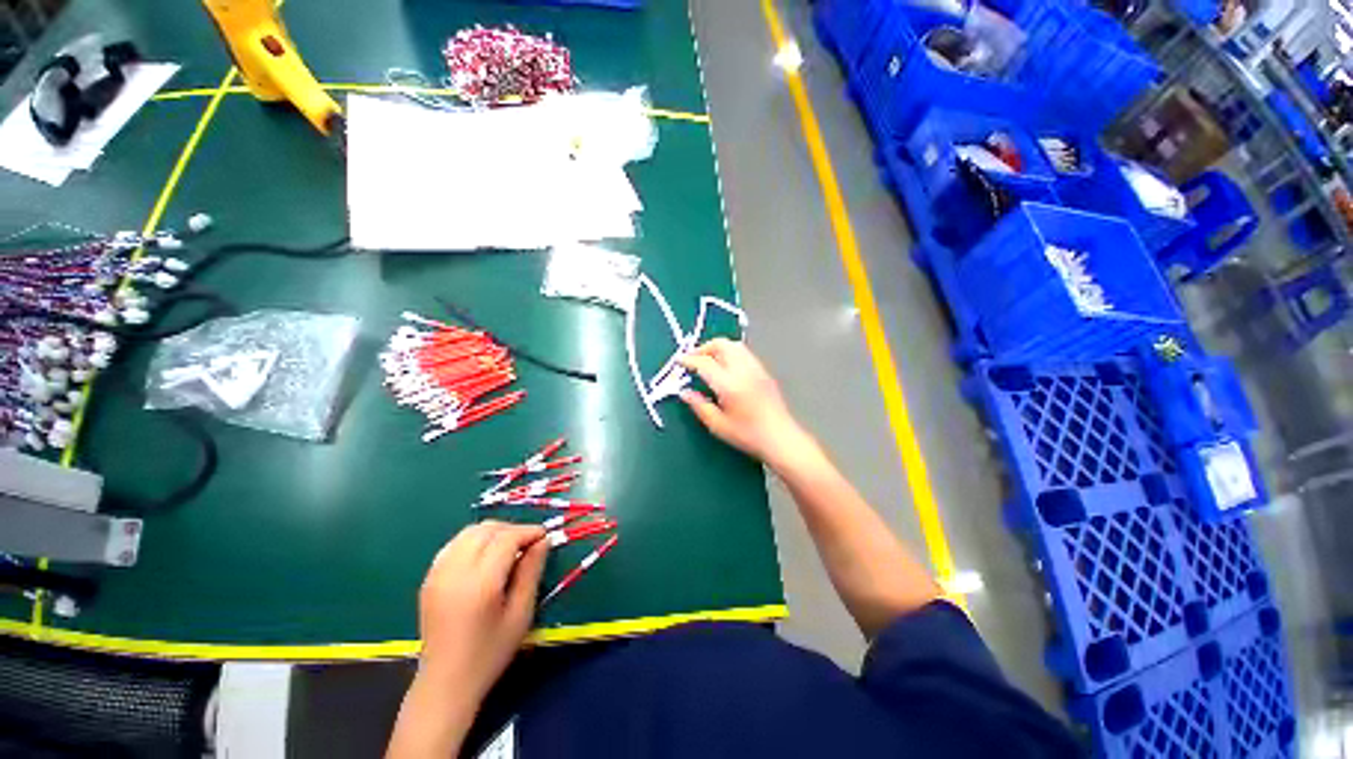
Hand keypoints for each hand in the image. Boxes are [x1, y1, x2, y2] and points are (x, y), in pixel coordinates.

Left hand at [415, 521, 549, 700]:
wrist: (445, 683)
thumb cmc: (489, 653)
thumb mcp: (521, 614)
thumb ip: (531, 572)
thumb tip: (543, 541)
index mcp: (480, 583)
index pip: (506, 538)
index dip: (528, 531)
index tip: (544, 536)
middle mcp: (454, 572)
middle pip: (486, 529)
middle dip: (512, 529)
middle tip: (529, 543)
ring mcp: (437, 574)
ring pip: (468, 532)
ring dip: (493, 532)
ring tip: (509, 547)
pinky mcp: (429, 579)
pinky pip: (454, 544)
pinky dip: (474, 541)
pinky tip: (485, 556)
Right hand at [678, 339, 812, 470]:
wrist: (781, 438)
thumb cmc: (747, 435)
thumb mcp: (718, 425)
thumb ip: (699, 406)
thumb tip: (684, 392)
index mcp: (729, 384)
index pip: (704, 363)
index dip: (689, 359)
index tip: (678, 361)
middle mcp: (743, 370)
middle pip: (721, 345)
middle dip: (704, 348)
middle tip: (693, 360)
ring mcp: (756, 368)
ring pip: (734, 345)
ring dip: (718, 348)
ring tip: (708, 362)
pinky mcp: (764, 371)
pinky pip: (744, 353)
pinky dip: (730, 353)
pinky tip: (725, 368)